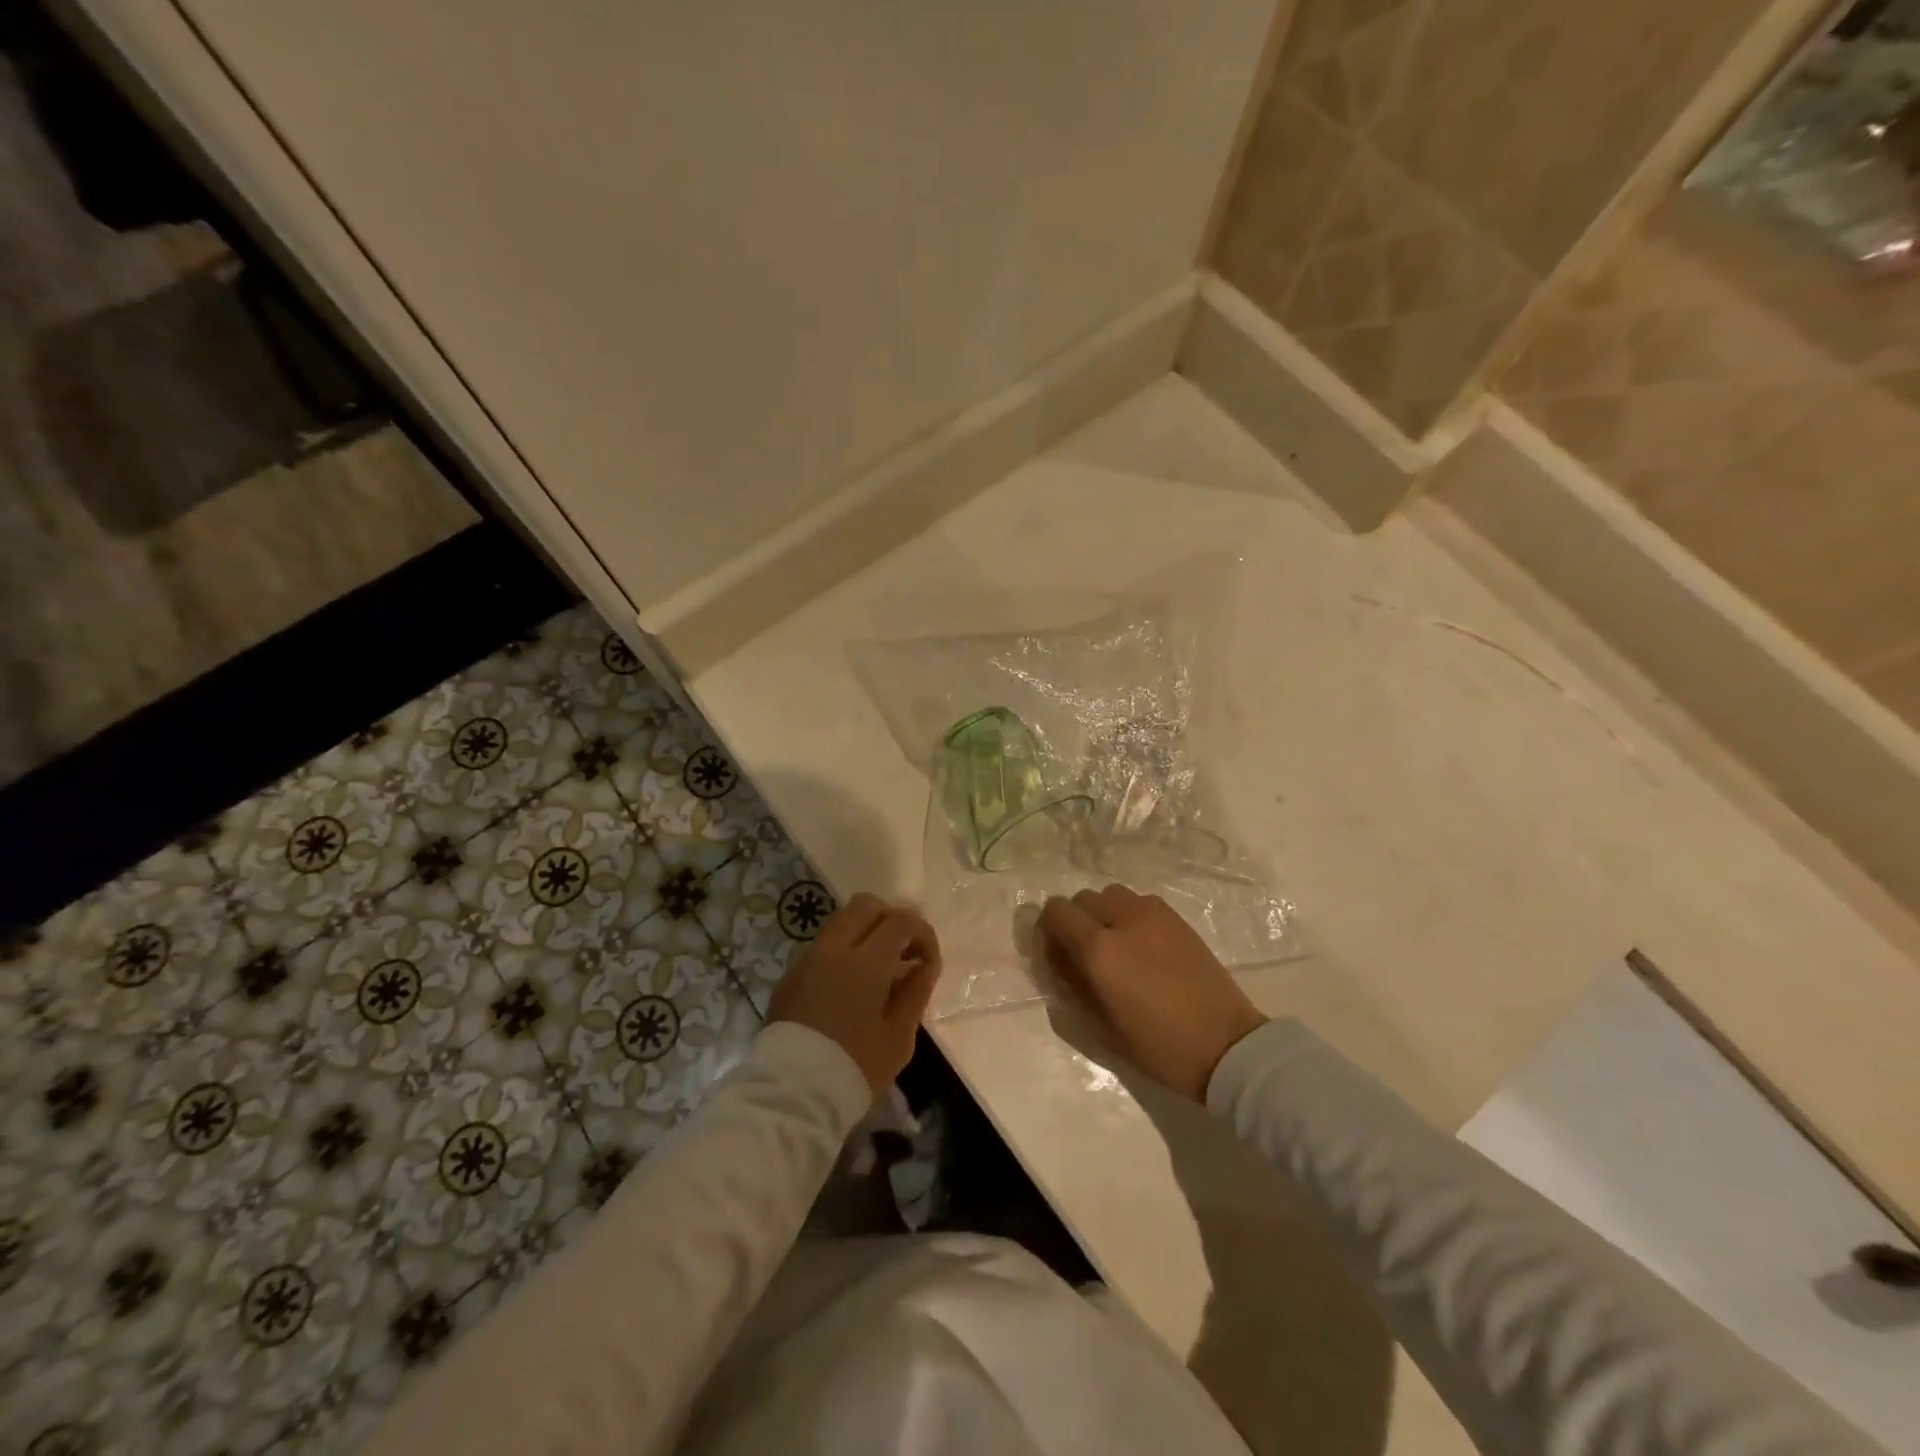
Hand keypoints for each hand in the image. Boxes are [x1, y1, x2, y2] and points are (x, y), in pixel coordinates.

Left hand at [769, 893, 940, 1095]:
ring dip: (866, 933)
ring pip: (841, 921)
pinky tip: (850, 987)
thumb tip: (923, 966)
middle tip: (903, 954)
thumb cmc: (854, 1067)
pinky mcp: (790, 975)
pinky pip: (824, 946)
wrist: (792, 1094)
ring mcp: (807, 958)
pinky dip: (844, 951)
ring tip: (879, 971)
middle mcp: (834, 948)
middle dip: (892, 921)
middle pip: (867, 905)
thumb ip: (915, 993)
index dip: (923, 934)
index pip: (902, 920)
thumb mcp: (899, 1037)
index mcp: (866, 961)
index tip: (928, 964)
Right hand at [1037, 884, 1265, 1102]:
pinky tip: (1142, 947)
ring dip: (1103, 914)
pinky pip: (1139, 902)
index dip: (1048, 930)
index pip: (1056, 912)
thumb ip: (1071, 985)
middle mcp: (1122, 919)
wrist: (1226, 1046)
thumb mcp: (1100, 1026)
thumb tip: (1058, 959)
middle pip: (1082, 899)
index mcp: (1099, 949)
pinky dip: (1129, 915)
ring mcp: (1153, 913)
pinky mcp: (1177, 918)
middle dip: (1075, 921)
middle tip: (1084, 955)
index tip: (1057, 955)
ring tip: (1115, 947)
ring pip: (1111, 894)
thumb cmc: (1158, 1046)